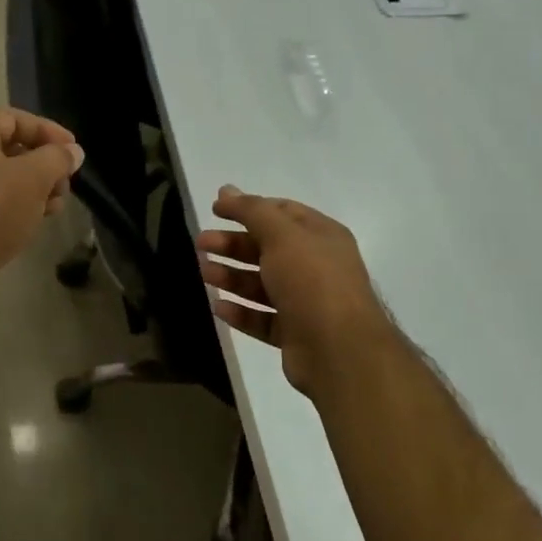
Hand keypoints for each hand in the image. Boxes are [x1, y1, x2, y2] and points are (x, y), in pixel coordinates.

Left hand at [0, 108, 83, 296]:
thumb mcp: (31, 178)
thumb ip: (56, 159)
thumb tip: (72, 151)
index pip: (13, 118)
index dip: (47, 130)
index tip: (73, 152)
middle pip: (9, 148)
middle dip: (43, 164)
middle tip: (65, 185)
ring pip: (4, 180)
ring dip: (34, 189)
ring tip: (54, 208)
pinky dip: (17, 208)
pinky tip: (33, 224)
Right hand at [196, 186, 397, 398]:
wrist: (340, 350)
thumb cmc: (312, 281)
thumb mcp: (281, 235)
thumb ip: (251, 211)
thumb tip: (226, 190)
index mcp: (321, 236)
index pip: (281, 212)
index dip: (247, 208)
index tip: (215, 210)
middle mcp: (316, 266)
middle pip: (267, 248)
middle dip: (233, 244)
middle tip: (201, 244)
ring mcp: (306, 302)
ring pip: (262, 284)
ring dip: (232, 277)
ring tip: (204, 273)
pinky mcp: (295, 333)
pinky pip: (263, 318)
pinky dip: (241, 311)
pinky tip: (219, 306)